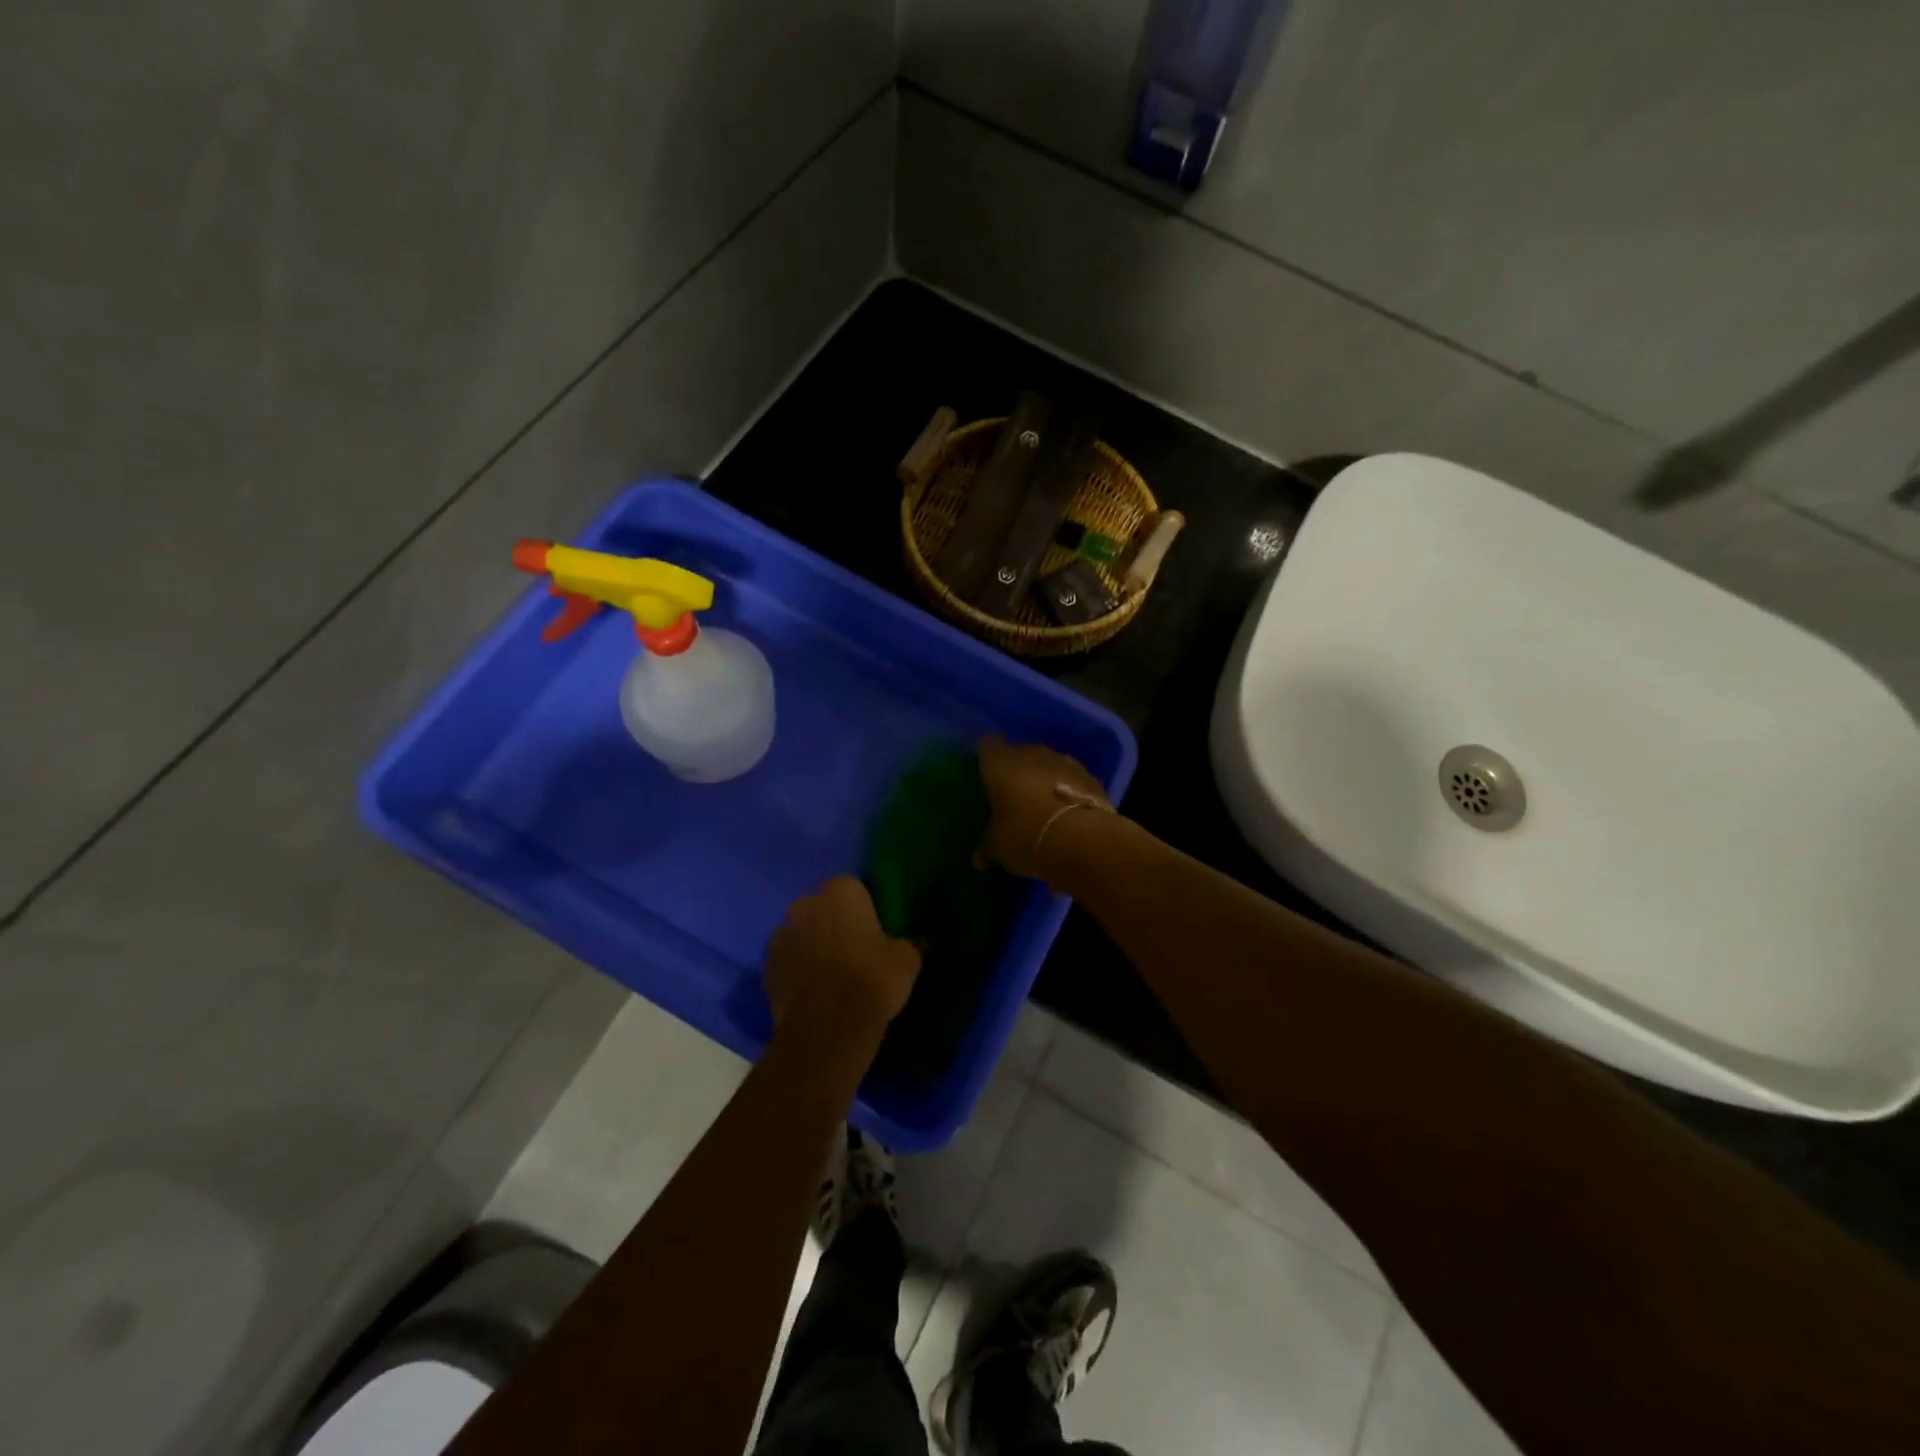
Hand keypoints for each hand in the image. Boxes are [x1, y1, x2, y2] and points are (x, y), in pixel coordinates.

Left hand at [766, 877, 921, 1034]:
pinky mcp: (766, 967)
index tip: (873, 930)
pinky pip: (787, 961)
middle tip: (854, 950)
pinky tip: (813, 991)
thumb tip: (918, 941)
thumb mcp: (907, 960)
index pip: (853, 887)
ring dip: (812, 945)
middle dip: (833, 922)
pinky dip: (797, 970)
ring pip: (801, 933)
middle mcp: (805, 904)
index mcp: (840, 892)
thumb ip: (910, 944)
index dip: (863, 907)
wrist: (827, 1029)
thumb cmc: (871, 980)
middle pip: (822, 907)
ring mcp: (780, 934)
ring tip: (831, 974)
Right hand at [977, 734, 1110, 879]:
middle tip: (1013, 797)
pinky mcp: (1090, 777)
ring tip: (1043, 806)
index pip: (988, 745)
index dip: (987, 757)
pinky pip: (1072, 780)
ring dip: (1045, 780)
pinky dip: (1068, 791)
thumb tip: (979, 859)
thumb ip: (987, 847)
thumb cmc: (1025, 835)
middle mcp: (1031, 754)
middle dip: (1017, 772)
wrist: (1082, 840)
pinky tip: (1067, 813)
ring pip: (1048, 765)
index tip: (987, 773)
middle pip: (1020, 754)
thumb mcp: (998, 847)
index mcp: (1001, 763)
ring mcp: (1065, 762)